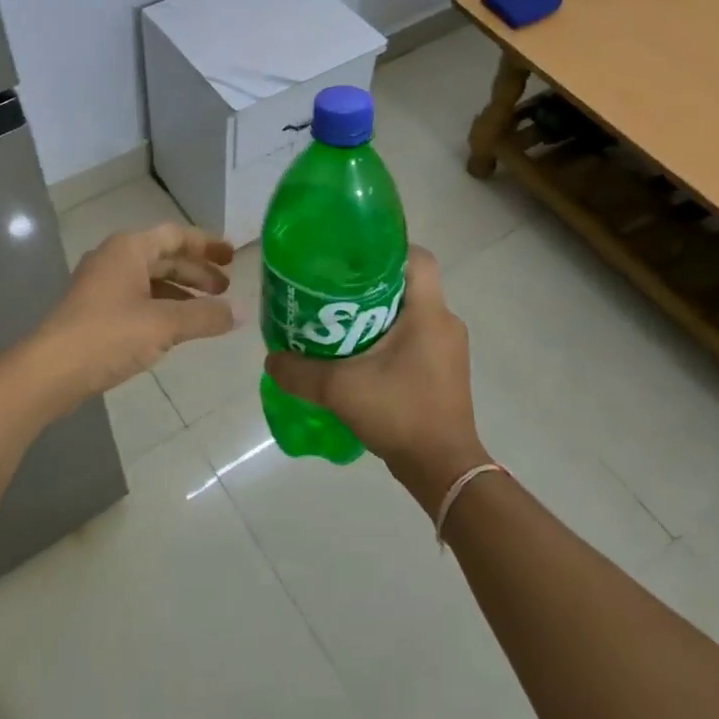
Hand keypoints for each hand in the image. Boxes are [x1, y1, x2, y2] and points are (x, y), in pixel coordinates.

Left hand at [31, 224, 238, 400]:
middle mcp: (115, 259)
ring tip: (209, 311)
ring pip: (151, 280)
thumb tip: (240, 312)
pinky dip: (163, 307)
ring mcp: (102, 285)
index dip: (206, 245)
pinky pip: (139, 299)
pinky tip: (178, 328)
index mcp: (129, 249)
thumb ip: (205, 316)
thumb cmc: (109, 335)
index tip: (233, 257)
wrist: (51, 370)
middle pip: (164, 258)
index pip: (176, 235)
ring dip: (181, 292)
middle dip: (197, 272)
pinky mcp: (96, 311)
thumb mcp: (164, 324)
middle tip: (226, 289)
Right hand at [263, 247, 488, 512]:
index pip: (417, 258)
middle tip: (331, 289)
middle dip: (370, 283)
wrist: (443, 470)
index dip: (386, 249)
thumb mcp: (339, 389)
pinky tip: (356, 355)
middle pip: (408, 284)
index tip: (350, 257)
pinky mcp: (443, 371)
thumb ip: (299, 372)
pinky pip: (414, 337)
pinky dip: (387, 337)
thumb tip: (271, 359)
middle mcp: (444, 323)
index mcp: (429, 313)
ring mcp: (447, 349)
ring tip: (337, 320)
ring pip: (410, 312)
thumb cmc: (400, 414)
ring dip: (377, 313)